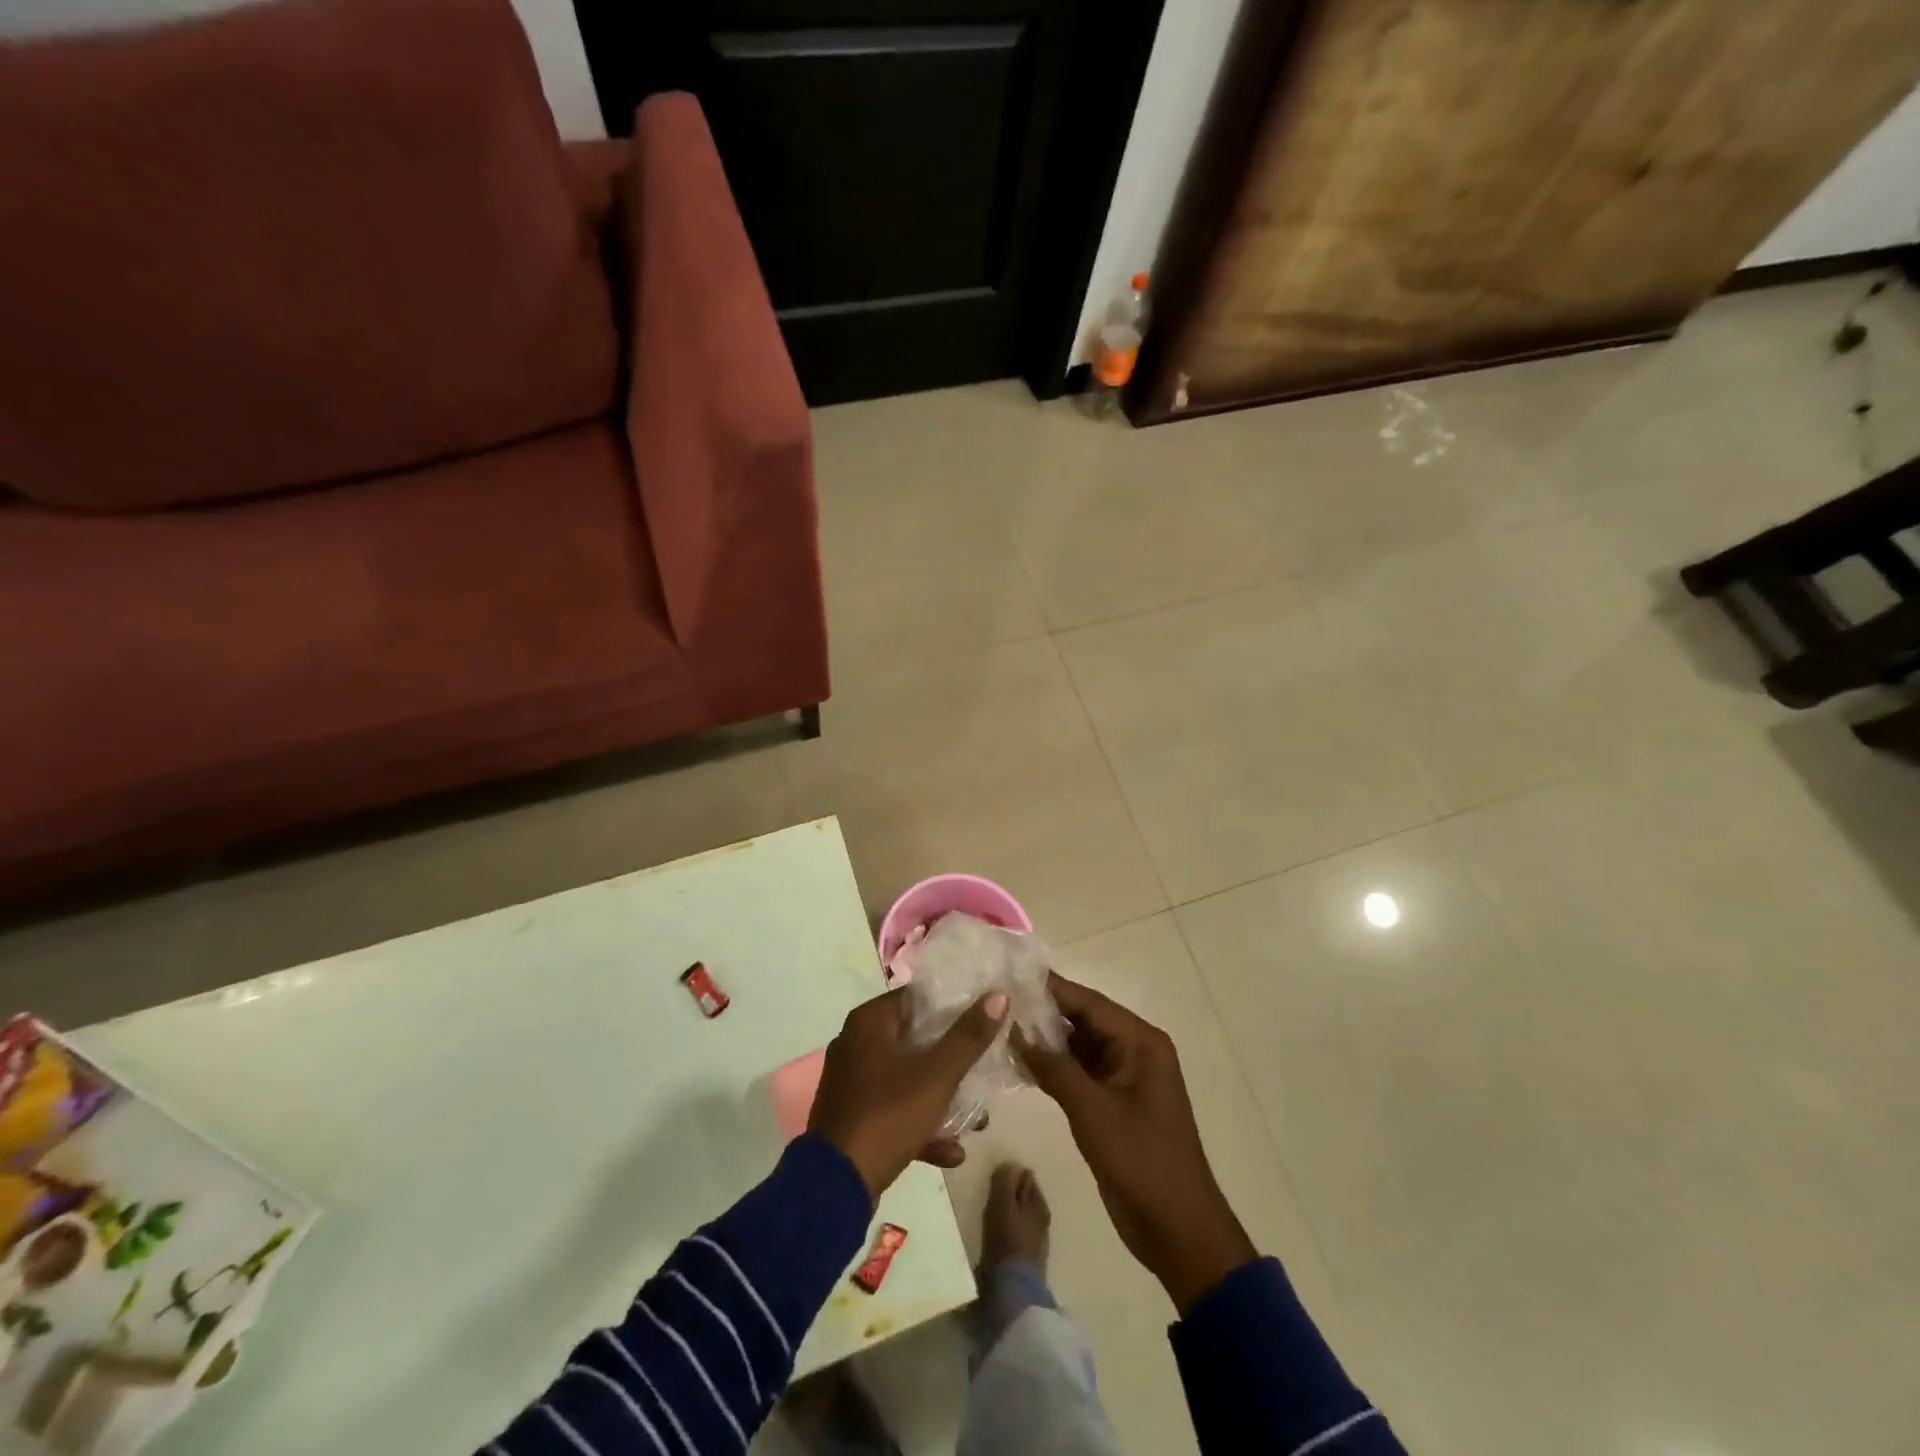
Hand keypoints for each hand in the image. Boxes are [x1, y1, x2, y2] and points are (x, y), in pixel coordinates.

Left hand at [809, 987, 1009, 1200]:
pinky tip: (953, 1152)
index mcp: (869, 1022)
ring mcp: (852, 1083)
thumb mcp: (937, 1075)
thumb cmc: (888, 1115)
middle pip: (914, 1038)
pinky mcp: (853, 1117)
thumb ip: (968, 1036)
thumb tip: (998, 996)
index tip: (984, 1013)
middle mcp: (855, 1043)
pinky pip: (894, 1109)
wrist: (835, 1186)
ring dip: (940, 1096)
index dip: (952, 1003)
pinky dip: (920, 1125)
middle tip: (985, 1061)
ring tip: (977, 1117)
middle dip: (952, 1056)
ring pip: (906, 1078)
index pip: (916, 997)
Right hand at [1014, 973, 1255, 1313]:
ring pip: (1078, 1046)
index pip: (1089, 1003)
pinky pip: (1079, 1072)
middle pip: (1083, 1020)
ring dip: (1045, 1041)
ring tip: (1000, 1026)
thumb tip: (1015, 1030)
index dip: (1051, 988)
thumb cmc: (1141, 1161)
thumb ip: (1054, 1067)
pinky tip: (1019, 1063)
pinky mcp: (1112, 1101)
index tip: (1011, 974)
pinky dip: (1053, 1067)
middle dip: (1043, 1013)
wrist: (1178, 1230)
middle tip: (998, 1002)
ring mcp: (1123, 1077)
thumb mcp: (1092, 1111)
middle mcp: (1134, 1050)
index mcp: (1141, 1042)